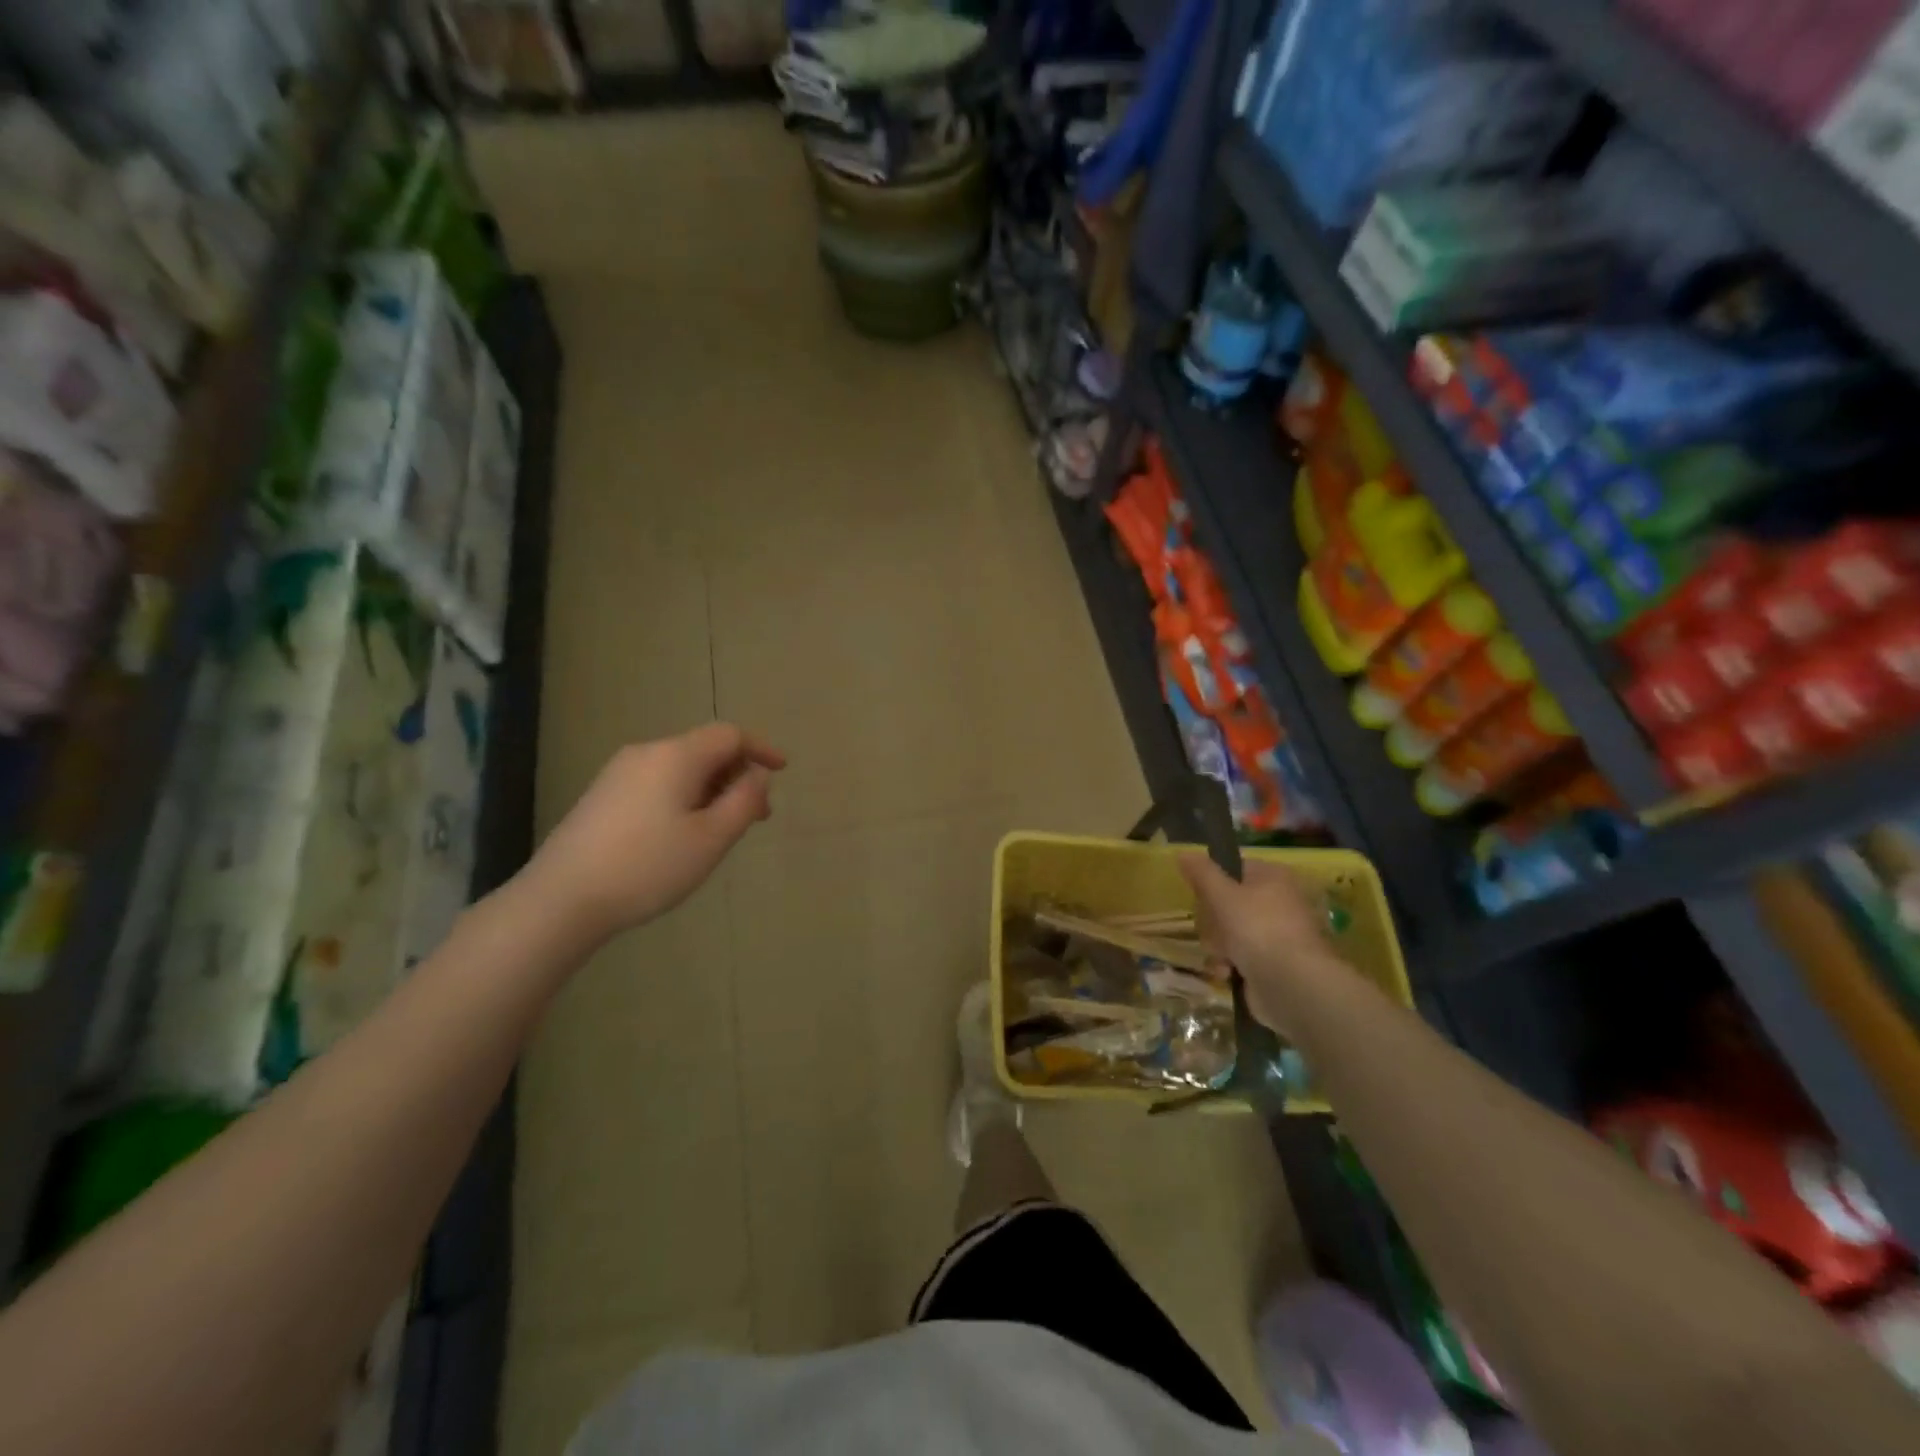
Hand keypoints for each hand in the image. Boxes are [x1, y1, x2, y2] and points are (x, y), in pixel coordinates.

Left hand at [524, 725, 784, 939]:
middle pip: (705, 750)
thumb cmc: (648, 866)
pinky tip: (683, 835)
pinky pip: (658, 783)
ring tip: (723, 831)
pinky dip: (685, 797)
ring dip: (712, 789)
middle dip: (737, 776)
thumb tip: (756, 775)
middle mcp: (646, 753)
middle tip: (757, 816)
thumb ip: (744, 801)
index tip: (782, 771)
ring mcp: (619, 773)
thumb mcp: (712, 838)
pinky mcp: (603, 796)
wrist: (561, 899)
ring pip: (681, 768)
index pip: (729, 735)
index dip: (761, 749)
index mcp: (676, 756)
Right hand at [1178, 854, 1342, 1031]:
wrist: (1292, 985)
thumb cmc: (1257, 928)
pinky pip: (1239, 956)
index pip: (1234, 869)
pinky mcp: (1272, 963)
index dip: (1213, 882)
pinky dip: (1229, 965)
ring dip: (1218, 946)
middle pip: (1227, 903)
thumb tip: (1184, 852)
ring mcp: (1276, 935)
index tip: (1200, 896)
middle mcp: (1278, 902)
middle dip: (1213, 921)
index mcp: (1273, 877)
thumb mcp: (1222, 894)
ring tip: (1222, 957)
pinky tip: (1227, 973)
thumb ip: (1202, 872)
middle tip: (1213, 929)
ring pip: (1229, 932)